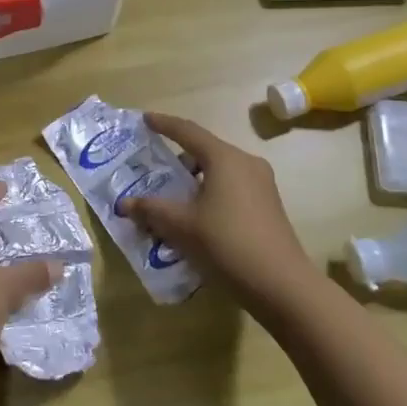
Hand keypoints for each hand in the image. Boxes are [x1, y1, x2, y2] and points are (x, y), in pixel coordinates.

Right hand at [118, 112, 316, 310]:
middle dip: (178, 161)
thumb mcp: (181, 226)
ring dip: (194, 182)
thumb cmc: (227, 244)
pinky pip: (231, 189)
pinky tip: (196, 219)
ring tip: (172, 202)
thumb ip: (150, 210)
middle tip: (155, 172)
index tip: (145, 119)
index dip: (164, 124)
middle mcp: (246, 163)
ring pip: (219, 172)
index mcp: (225, 158)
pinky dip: (210, 195)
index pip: (188, 131)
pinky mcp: (268, 207)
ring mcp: (262, 185)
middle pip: (205, 152)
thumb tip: (123, 204)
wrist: (283, 286)